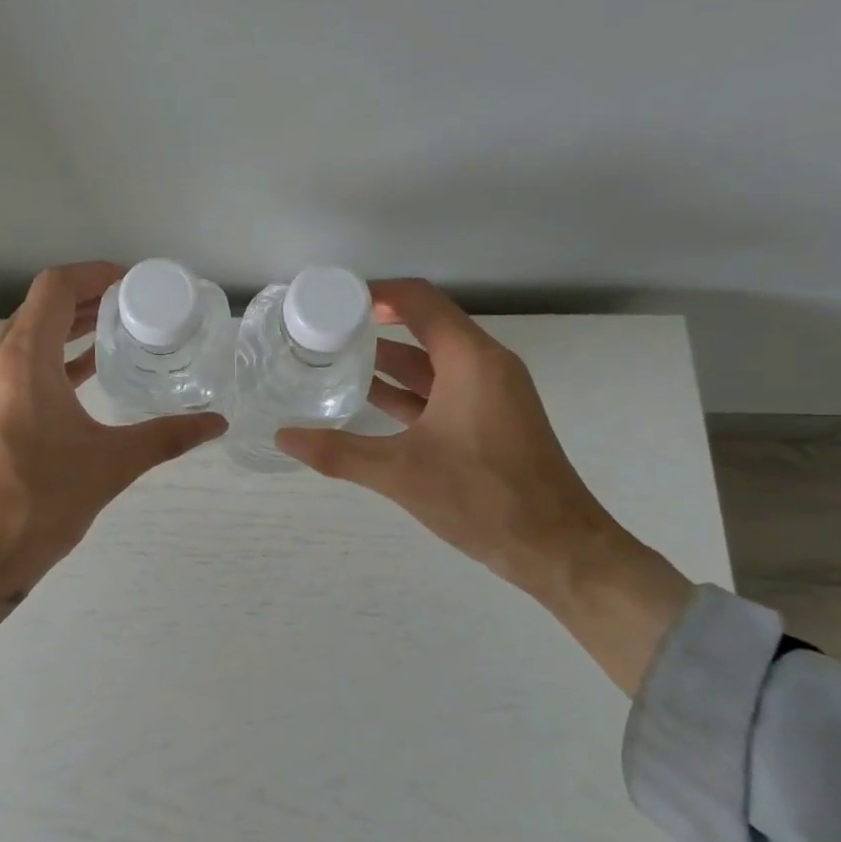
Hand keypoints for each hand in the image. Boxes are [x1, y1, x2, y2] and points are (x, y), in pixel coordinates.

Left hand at [0, 262, 226, 644]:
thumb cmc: (37, 506)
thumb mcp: (109, 466)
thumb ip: (166, 437)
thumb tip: (217, 423)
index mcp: (21, 362)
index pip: (54, 288)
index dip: (93, 275)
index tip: (129, 281)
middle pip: (37, 310)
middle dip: (84, 301)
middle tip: (130, 305)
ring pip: (23, 340)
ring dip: (64, 332)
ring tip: (110, 333)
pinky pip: (12, 369)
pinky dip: (46, 361)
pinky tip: (79, 377)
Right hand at [276, 279, 691, 693]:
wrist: (557, 548)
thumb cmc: (484, 498)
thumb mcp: (401, 473)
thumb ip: (338, 452)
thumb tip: (282, 436)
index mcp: (470, 360)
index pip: (420, 301)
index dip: (376, 293)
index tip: (333, 300)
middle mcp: (484, 366)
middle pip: (425, 325)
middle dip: (375, 325)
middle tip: (325, 330)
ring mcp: (490, 394)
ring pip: (432, 361)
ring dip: (388, 359)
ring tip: (336, 360)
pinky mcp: (489, 421)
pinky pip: (441, 390)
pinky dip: (406, 390)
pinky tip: (368, 400)